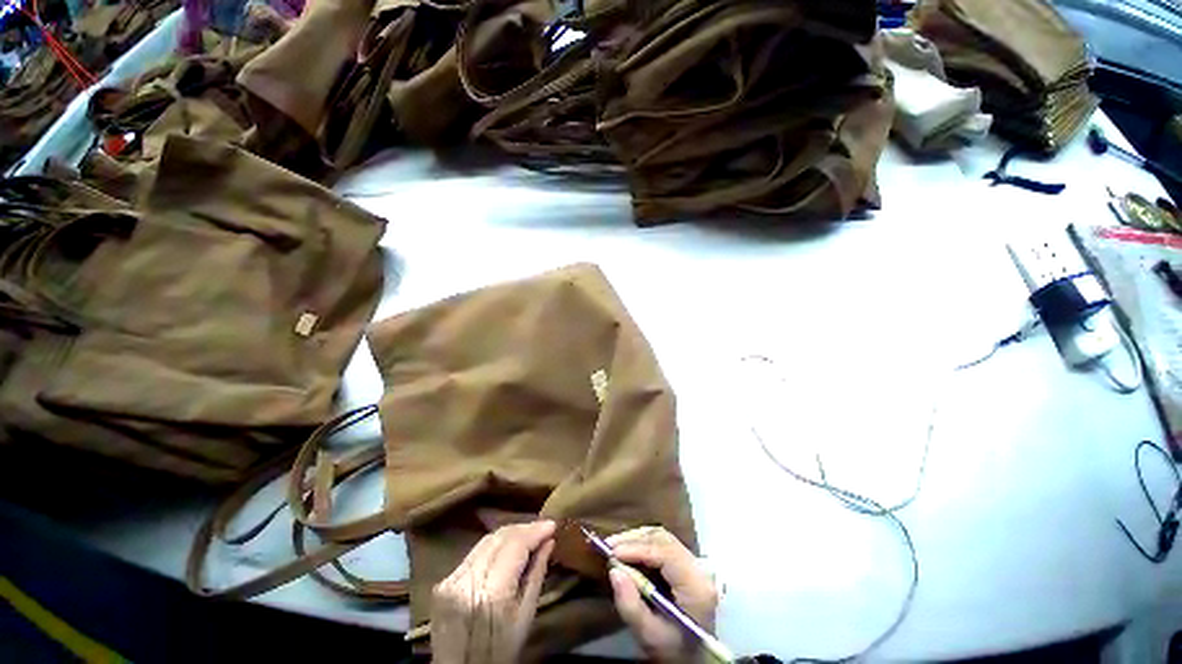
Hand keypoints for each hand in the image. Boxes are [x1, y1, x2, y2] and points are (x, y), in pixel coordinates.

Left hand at [430, 520, 555, 663]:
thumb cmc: (500, 651)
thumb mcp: (525, 617)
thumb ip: (536, 574)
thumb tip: (549, 541)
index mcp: (491, 593)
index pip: (515, 545)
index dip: (535, 531)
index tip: (553, 524)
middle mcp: (468, 580)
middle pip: (499, 537)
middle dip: (524, 528)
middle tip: (543, 528)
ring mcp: (451, 579)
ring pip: (486, 540)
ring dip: (510, 534)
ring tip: (529, 535)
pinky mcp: (443, 581)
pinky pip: (475, 553)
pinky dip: (494, 546)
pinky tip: (507, 548)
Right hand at [607, 526, 718, 662]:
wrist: (692, 656)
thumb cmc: (672, 648)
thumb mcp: (649, 635)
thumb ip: (631, 606)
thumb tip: (614, 571)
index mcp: (696, 587)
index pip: (666, 553)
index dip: (638, 548)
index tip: (612, 552)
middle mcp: (699, 569)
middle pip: (664, 540)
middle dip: (634, 540)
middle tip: (609, 546)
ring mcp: (695, 563)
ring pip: (662, 537)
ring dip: (637, 539)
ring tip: (614, 546)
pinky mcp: (687, 561)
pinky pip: (663, 543)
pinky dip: (643, 543)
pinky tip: (627, 549)